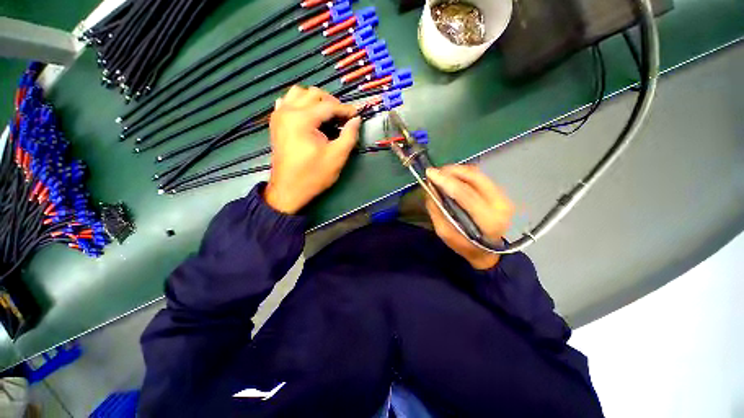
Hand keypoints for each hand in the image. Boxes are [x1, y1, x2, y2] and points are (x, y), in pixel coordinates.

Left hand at [265, 86, 360, 213]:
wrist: (288, 190)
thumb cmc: (313, 175)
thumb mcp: (337, 157)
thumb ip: (349, 135)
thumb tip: (356, 119)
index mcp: (302, 119)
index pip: (329, 105)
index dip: (345, 109)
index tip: (357, 115)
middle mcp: (288, 111)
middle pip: (313, 94)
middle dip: (332, 102)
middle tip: (343, 118)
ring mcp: (279, 115)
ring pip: (298, 93)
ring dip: (315, 100)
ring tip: (326, 114)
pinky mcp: (276, 123)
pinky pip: (287, 102)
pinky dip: (300, 104)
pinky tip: (308, 115)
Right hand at [425, 165, 514, 269]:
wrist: (488, 251)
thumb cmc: (465, 246)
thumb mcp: (445, 233)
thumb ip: (436, 210)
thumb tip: (430, 188)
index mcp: (487, 220)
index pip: (465, 193)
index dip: (446, 181)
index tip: (430, 173)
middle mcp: (500, 204)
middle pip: (474, 177)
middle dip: (451, 171)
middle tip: (434, 172)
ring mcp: (504, 196)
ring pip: (477, 174)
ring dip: (457, 171)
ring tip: (441, 174)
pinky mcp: (502, 192)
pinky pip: (479, 177)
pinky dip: (463, 174)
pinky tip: (452, 177)